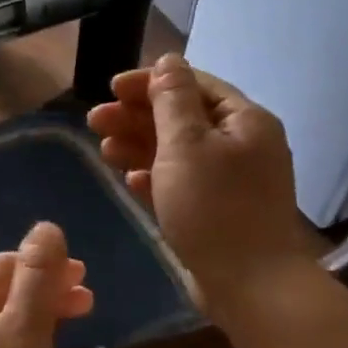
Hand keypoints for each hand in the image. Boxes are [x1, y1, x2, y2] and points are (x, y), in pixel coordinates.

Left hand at [0, 222, 92, 347]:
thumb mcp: (25, 330)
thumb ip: (38, 277)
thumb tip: (46, 227)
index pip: (1, 265)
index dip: (42, 264)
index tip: (83, 275)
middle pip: (1, 291)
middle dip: (45, 289)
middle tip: (88, 298)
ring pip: (3, 321)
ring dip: (40, 314)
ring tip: (78, 320)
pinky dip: (27, 341)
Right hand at [88, 53, 321, 308]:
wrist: (252, 286)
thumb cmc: (215, 207)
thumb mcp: (186, 144)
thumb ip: (173, 99)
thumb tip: (169, 60)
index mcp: (245, 120)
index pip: (193, 84)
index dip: (150, 82)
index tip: (110, 88)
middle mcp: (243, 144)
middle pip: (183, 117)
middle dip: (137, 116)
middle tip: (95, 121)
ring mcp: (232, 181)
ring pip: (179, 152)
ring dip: (140, 146)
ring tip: (105, 150)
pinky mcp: (220, 211)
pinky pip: (183, 183)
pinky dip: (156, 178)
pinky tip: (131, 182)